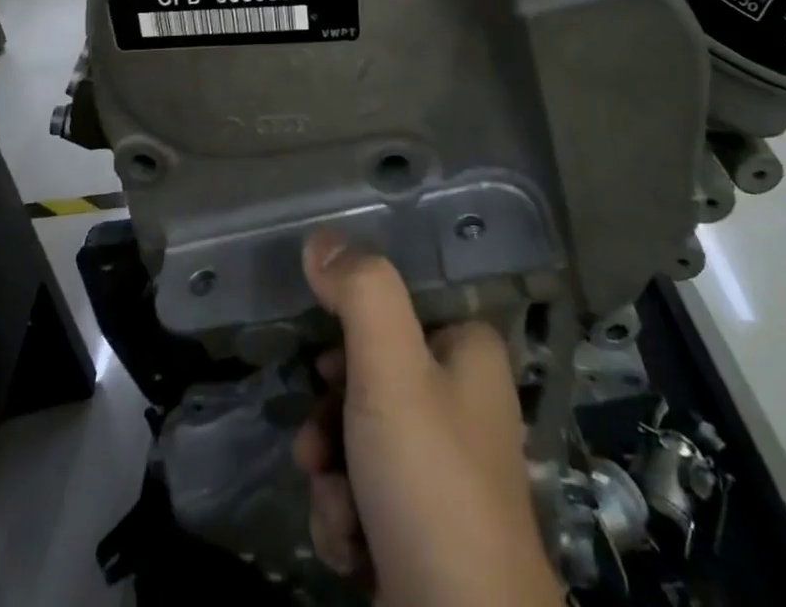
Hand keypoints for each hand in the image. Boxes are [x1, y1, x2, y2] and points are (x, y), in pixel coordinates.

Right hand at [294, 233, 566, 606]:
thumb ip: (360, 293)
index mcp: (468, 350)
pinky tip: (352, 547)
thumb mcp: (391, 368)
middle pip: (367, 382)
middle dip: (330, 421)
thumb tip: (322, 239)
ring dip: (331, 474)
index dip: (347, 342)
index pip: (392, 317)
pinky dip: (346, 518)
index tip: (324, 370)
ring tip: (339, 510)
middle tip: (317, 448)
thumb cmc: (430, 480)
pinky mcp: (423, 526)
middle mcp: (461, 400)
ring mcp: (443, 468)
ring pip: (356, 442)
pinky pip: (364, 495)